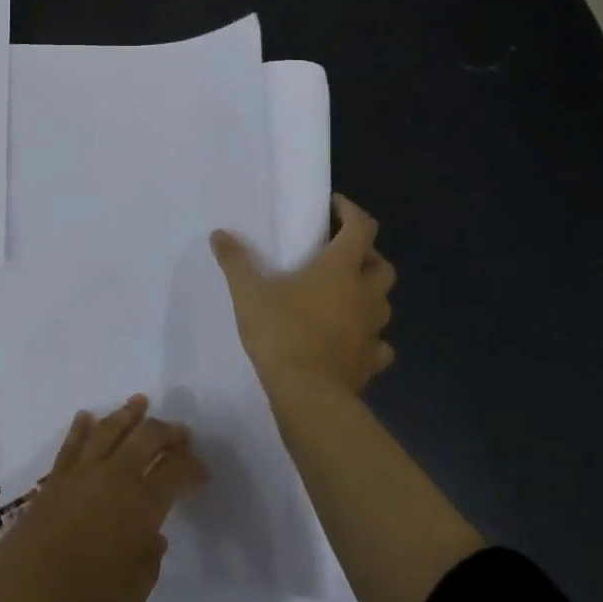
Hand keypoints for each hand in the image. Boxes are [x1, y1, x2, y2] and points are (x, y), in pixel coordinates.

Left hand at [0, 395, 207, 601]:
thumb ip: (148, 563)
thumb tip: (154, 536)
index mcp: (139, 506)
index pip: (175, 472)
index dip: (193, 467)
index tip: (203, 472)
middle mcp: (112, 478)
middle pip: (144, 439)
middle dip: (167, 432)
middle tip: (181, 433)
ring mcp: (79, 474)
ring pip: (108, 430)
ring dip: (127, 414)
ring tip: (141, 402)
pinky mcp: (53, 480)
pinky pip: (72, 443)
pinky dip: (83, 427)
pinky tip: (87, 417)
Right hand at [211, 193, 397, 397]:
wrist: (308, 396)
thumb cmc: (282, 332)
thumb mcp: (248, 292)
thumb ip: (235, 260)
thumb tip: (219, 234)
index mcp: (340, 269)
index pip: (361, 228)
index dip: (351, 211)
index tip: (334, 205)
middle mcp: (364, 295)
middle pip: (381, 265)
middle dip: (366, 254)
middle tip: (339, 253)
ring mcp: (372, 330)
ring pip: (384, 302)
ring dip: (369, 293)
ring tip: (343, 294)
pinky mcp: (371, 362)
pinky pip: (379, 343)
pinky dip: (369, 336)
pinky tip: (350, 338)